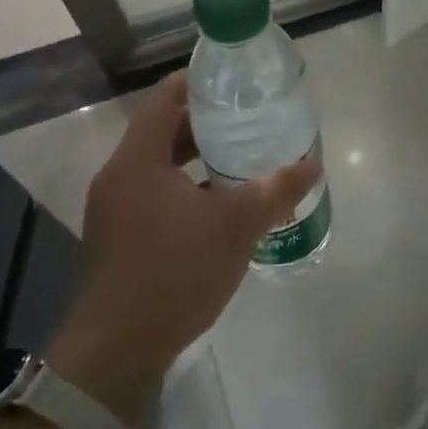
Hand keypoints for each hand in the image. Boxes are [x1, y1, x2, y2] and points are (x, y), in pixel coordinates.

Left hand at [46, 72, 321, 422]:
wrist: (119, 349)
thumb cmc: (175, 271)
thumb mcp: (236, 225)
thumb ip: (276, 190)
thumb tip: (312, 162)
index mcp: (137, 160)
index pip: (163, 100)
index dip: (195, 83)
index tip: (229, 79)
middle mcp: (119, 178)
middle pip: (161, 133)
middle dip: (203, 124)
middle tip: (246, 118)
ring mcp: (115, 212)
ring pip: (159, 169)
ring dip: (195, 161)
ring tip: (240, 159)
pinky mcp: (120, 241)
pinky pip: (155, 198)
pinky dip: (186, 191)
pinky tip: (219, 208)